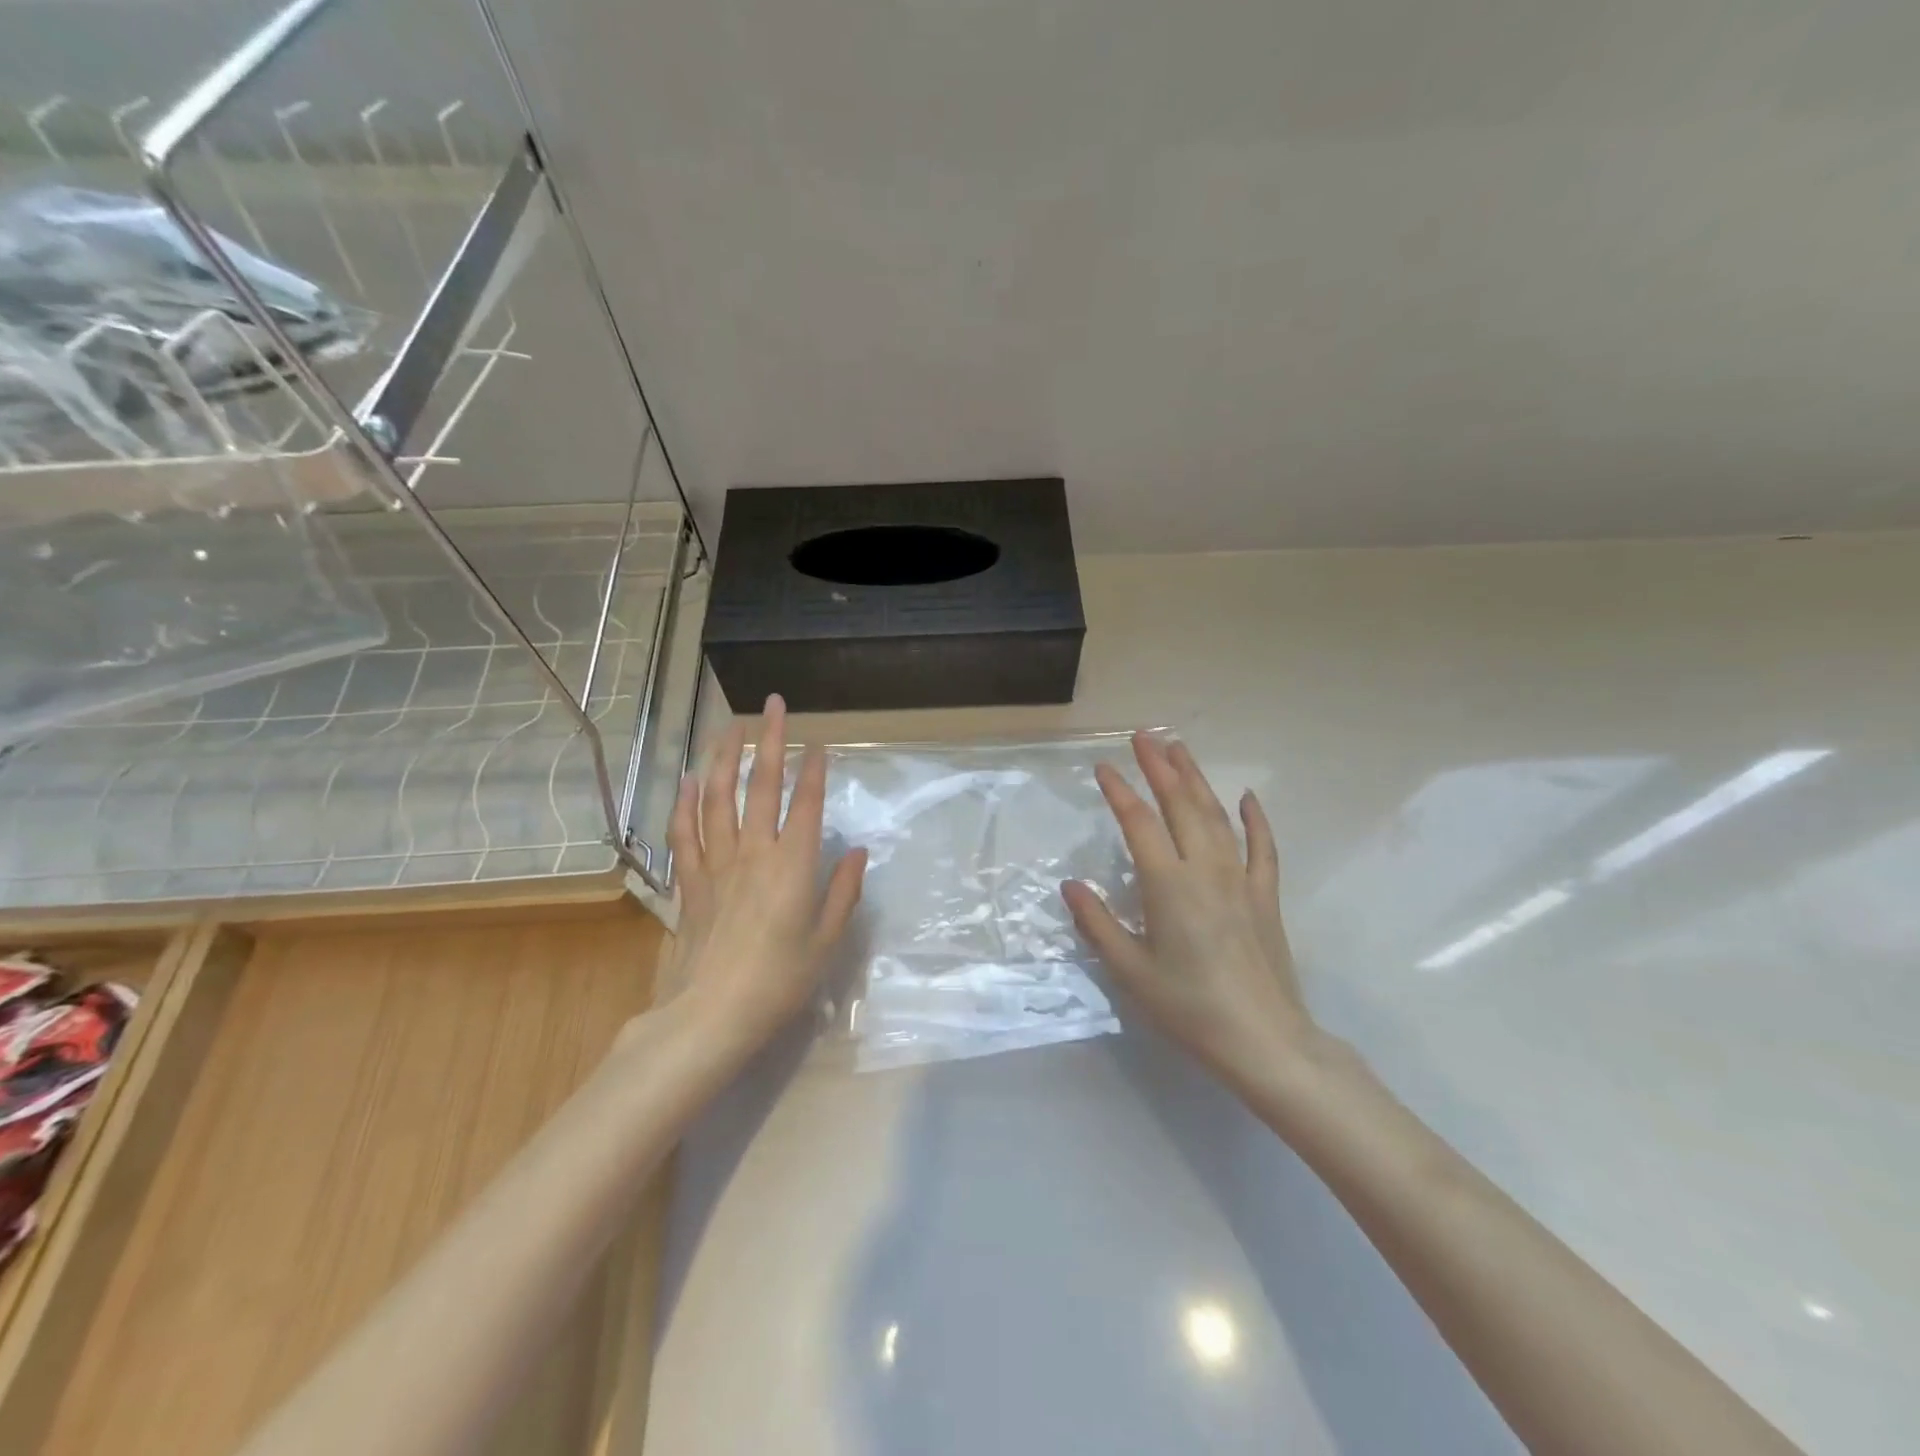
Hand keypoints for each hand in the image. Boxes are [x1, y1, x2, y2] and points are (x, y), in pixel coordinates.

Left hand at [653, 695, 867, 1063]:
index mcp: (793, 866)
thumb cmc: (779, 982)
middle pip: (762, 786)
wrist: (711, 1016)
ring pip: (718, 799)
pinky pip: (685, 833)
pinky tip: (690, 780)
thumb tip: (857, 852)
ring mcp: (717, 864)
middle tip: (772, 705)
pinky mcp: (690, 882)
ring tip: (731, 728)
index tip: (818, 742)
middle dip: (769, 742)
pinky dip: (686, 803)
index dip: (814, 770)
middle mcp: (754, 853)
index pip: (806, 804)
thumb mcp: (826, 942)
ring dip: (725, 758)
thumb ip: (843, 892)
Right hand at [1062, 732, 1320, 1088]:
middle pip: (1181, 805)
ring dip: (1196, 779)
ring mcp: (1241, 880)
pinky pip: (1262, 847)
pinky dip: (1255, 819)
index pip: (1139, 823)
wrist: (1265, 1041)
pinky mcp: (1265, 896)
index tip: (1103, 766)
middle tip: (1144, 736)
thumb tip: (1071, 884)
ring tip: (1179, 750)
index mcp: (1169, 885)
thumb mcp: (1131, 972)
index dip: (1119, 791)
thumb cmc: (1190, 1008)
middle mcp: (1206, 870)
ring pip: (1216, 816)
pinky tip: (1246, 798)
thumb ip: (1098, 923)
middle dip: (1160, 767)